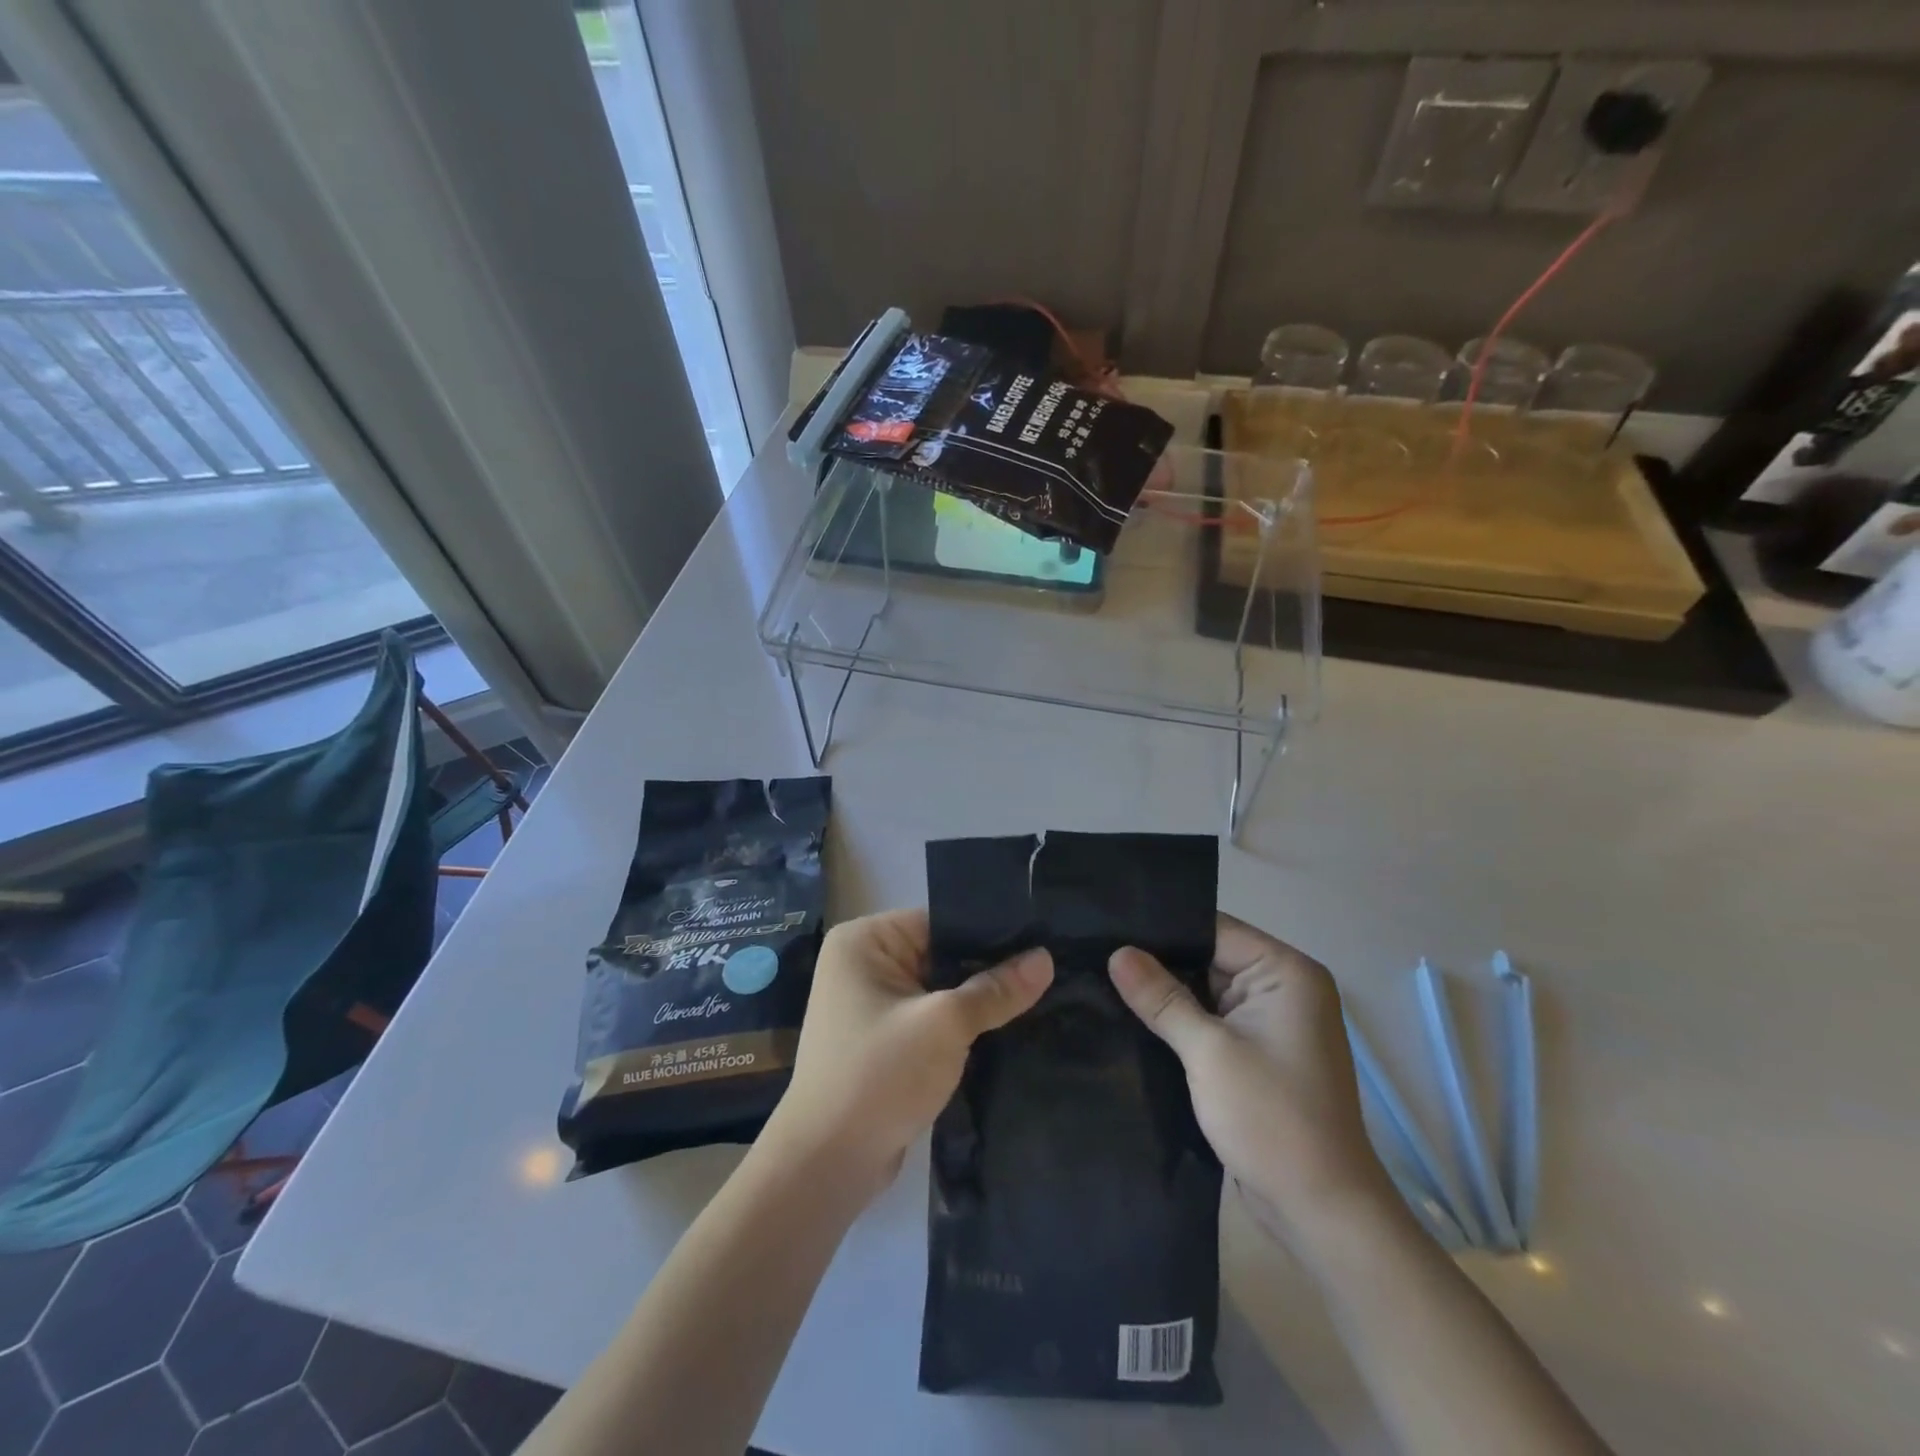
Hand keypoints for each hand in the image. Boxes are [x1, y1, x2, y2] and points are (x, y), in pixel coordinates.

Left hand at [762, 909, 1051, 1196]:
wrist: (827, 1165)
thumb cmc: (879, 1076)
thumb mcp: (945, 1025)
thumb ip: (995, 991)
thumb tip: (1046, 959)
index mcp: (864, 940)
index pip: (940, 922)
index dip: (990, 935)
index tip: (1041, 943)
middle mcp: (862, 963)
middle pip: (941, 956)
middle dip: (987, 971)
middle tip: (1050, 972)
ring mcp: (870, 1005)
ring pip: (939, 991)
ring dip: (976, 1004)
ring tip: (1039, 999)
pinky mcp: (882, 1042)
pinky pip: (930, 1021)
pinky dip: (960, 1029)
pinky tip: (1005, 1032)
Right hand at [1108, 915, 1392, 1243]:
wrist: (1322, 1213)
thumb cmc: (1272, 1120)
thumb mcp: (1209, 1052)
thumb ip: (1161, 998)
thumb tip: (1116, 952)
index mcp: (1286, 972)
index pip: (1214, 929)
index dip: (1161, 929)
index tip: (1108, 928)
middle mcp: (1283, 988)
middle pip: (1208, 957)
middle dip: (1158, 962)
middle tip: (1096, 954)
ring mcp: (1271, 1022)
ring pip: (1205, 990)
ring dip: (1165, 994)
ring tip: (1103, 980)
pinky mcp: (1258, 1053)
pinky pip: (1212, 1021)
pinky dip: (1179, 1022)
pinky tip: (1134, 1018)